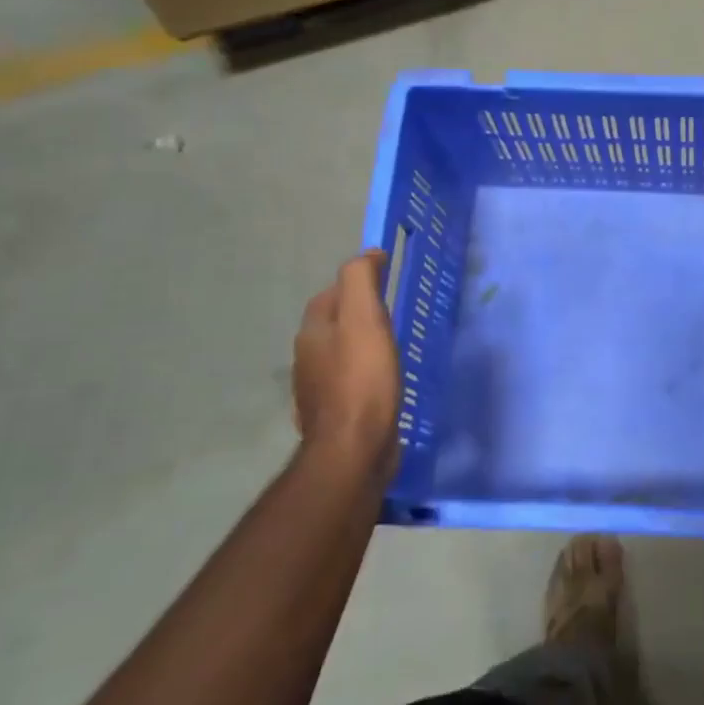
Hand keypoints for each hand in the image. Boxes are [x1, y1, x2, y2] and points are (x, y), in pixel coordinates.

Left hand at [292, 251, 401, 486]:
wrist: (354, 450)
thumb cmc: (363, 379)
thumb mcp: (365, 319)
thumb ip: (361, 281)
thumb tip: (368, 254)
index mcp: (314, 331)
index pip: (332, 293)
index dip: (357, 282)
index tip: (388, 277)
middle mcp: (309, 357)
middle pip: (334, 323)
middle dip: (359, 312)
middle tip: (394, 310)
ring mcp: (319, 389)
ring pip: (341, 353)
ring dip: (362, 343)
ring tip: (393, 343)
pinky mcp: (336, 414)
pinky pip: (350, 380)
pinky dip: (365, 372)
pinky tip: (385, 380)